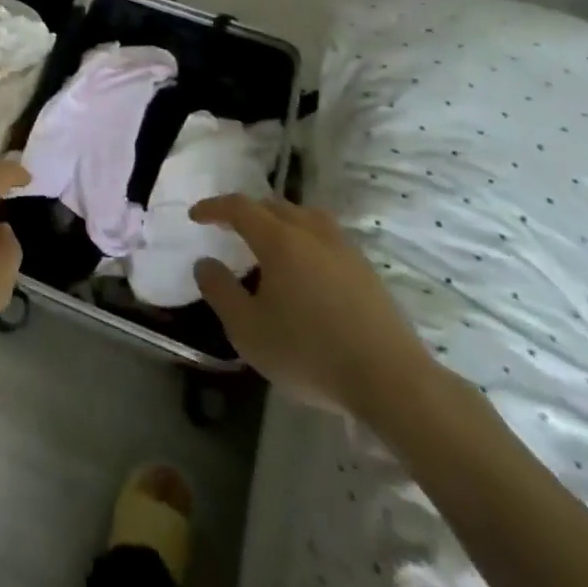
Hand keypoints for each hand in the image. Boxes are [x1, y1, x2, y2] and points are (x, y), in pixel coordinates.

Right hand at [191, 197, 435, 418]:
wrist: (392, 381)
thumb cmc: (310, 352)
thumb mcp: (248, 329)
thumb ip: (220, 291)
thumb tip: (205, 263)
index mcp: (280, 240)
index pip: (239, 207)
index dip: (214, 207)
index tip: (195, 216)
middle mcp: (312, 233)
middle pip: (274, 206)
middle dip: (246, 211)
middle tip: (228, 226)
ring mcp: (345, 249)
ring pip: (305, 217)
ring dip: (279, 220)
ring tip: (268, 240)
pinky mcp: (366, 271)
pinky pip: (326, 237)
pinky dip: (305, 238)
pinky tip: (305, 267)